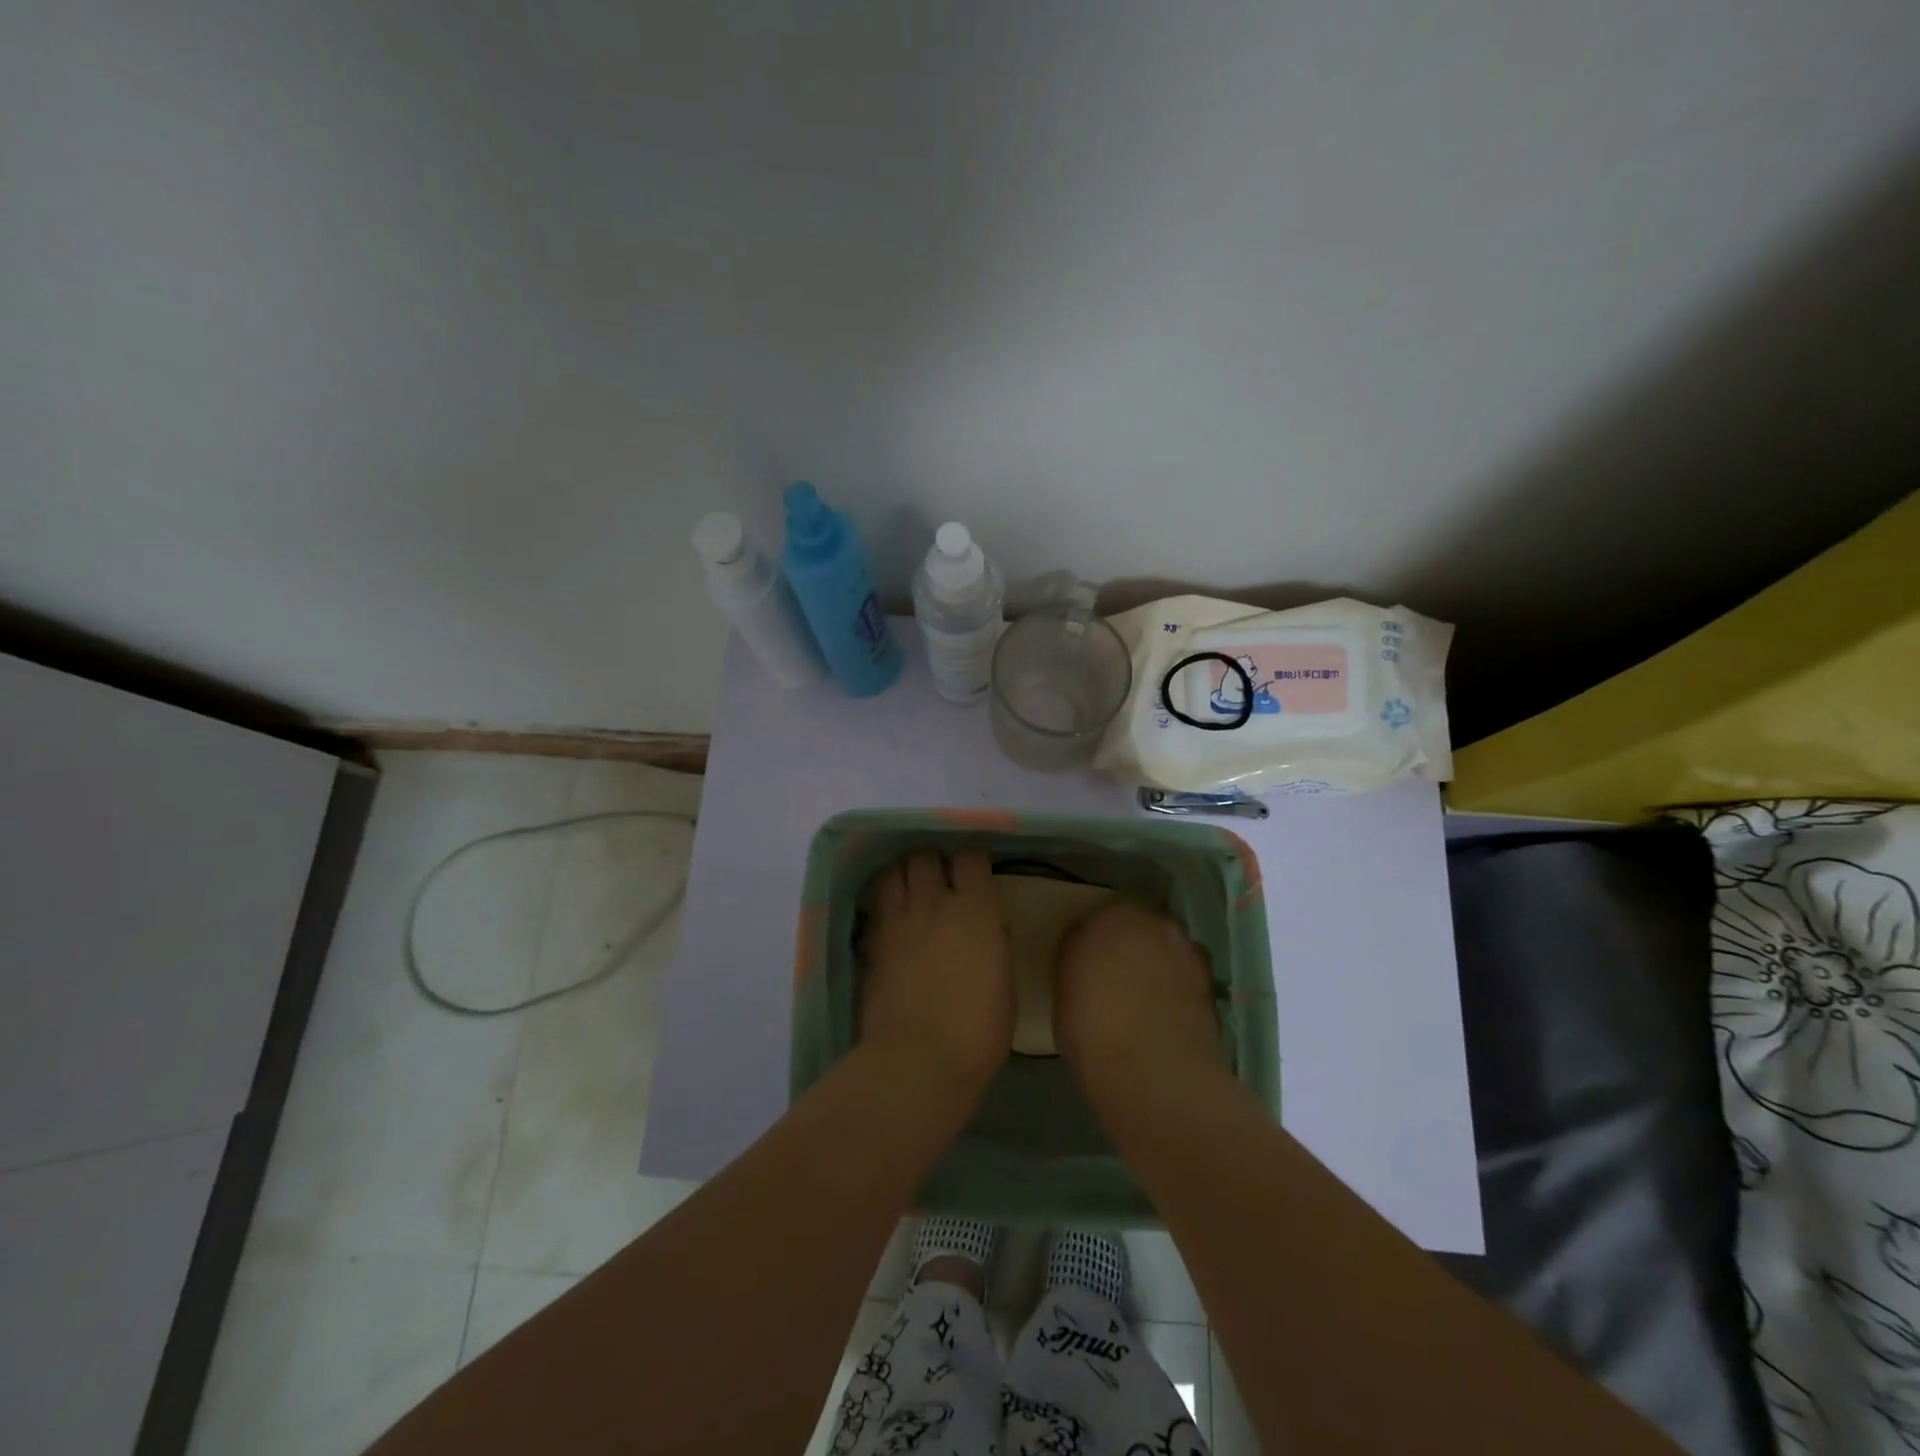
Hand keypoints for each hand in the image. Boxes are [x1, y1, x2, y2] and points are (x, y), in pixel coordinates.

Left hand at [859, 850, 1011, 1099]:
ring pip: (894, 871)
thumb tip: (987, 928)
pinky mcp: (872, 941)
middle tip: (941, 875)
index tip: (976, 870)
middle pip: (925, 856)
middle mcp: (933, 903)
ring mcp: (898, 920)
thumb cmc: (977, 1031)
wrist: (918, 1060)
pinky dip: (884, 902)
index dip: (972, 860)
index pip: (970, 858)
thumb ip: (994, 945)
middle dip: (933, 860)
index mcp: (975, 910)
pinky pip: (877, 905)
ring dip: (904, 873)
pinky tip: (891, 913)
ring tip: (911, 884)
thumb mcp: (1006, 986)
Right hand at [1054, 900, 1223, 1103]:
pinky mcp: (1210, 981)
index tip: (1085, 962)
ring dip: (1157, 961)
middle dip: (1129, 943)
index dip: (1091, 940)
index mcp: (1109, 917)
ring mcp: (1186, 950)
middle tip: (1116, 974)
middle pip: (1137, 925)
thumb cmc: (1092, 1032)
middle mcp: (1153, 922)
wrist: (1154, 1074)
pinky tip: (1166, 1011)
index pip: (1095, 918)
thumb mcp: (1064, 995)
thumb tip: (1086, 960)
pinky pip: (1185, 973)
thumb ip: (1077, 963)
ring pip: (1166, 946)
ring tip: (1146, 995)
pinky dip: (1178, 985)